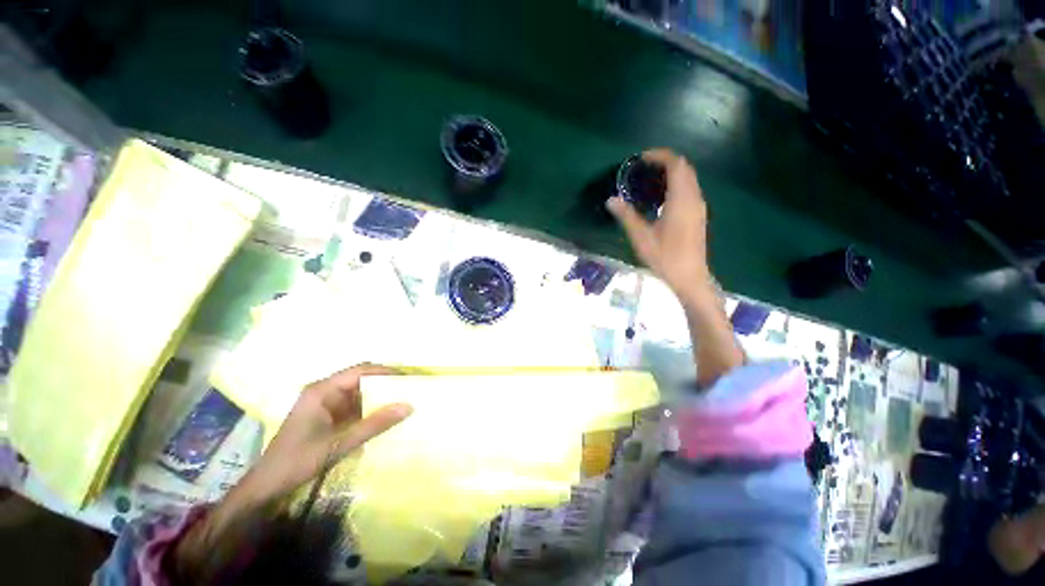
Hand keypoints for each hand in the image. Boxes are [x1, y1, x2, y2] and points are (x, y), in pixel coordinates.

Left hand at [243, 364, 412, 501]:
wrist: (266, 487)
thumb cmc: (298, 461)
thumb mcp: (340, 444)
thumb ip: (375, 424)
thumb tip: (409, 406)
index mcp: (323, 390)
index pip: (361, 371)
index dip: (386, 372)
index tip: (409, 379)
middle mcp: (325, 391)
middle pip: (362, 379)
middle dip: (386, 384)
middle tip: (410, 390)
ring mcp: (326, 404)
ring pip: (360, 393)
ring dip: (380, 397)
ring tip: (403, 401)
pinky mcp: (328, 416)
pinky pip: (355, 406)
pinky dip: (370, 410)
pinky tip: (385, 417)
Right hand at [607, 148, 709, 296]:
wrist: (690, 277)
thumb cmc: (665, 257)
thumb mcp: (641, 237)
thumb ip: (626, 216)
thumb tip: (611, 200)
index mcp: (681, 200)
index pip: (676, 165)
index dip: (660, 156)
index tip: (641, 158)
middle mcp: (694, 198)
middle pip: (684, 168)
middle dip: (665, 162)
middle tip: (643, 167)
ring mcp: (698, 207)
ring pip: (689, 178)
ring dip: (671, 172)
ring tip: (648, 179)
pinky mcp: (698, 215)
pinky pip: (689, 189)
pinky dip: (676, 183)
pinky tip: (660, 197)